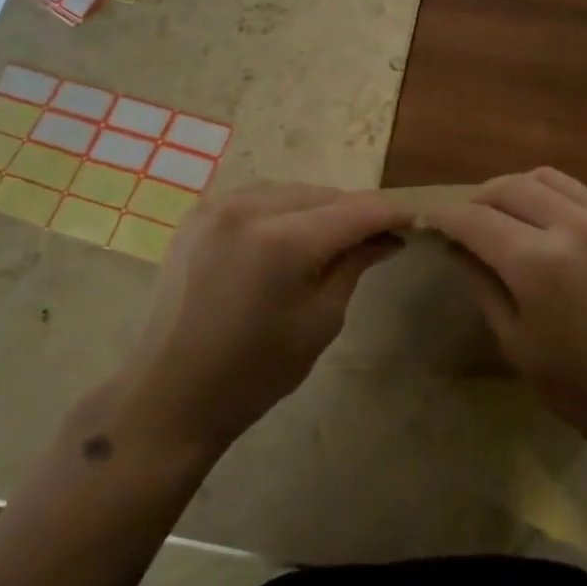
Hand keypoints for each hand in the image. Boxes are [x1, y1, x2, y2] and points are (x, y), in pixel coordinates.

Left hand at [92, 183, 410, 462]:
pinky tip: (291, 236)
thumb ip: (355, 264)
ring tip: (336, 240)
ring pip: (292, 191)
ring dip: (321, 209)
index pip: (356, 210)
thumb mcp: (321, 321)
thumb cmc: (255, 372)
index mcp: (283, 240)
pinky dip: (285, 210)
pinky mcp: (199, 214)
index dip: (391, 213)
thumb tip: (389, 236)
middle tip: (379, 238)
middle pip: (325, 194)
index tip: (416, 222)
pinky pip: (258, 197)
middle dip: (356, 212)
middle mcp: (249, 208)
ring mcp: (218, 206)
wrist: (170, 395)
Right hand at [428, 168, 586, 470]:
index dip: (444, 217)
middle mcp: (576, 225)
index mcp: (539, 263)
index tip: (428, 222)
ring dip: (517, 190)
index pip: (474, 219)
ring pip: (549, 178)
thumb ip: (484, 287)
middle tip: (466, 222)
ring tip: (508, 216)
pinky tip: (558, 229)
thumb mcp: (520, 347)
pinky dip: (558, 201)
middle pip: (509, 186)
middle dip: (477, 198)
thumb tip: (459, 249)